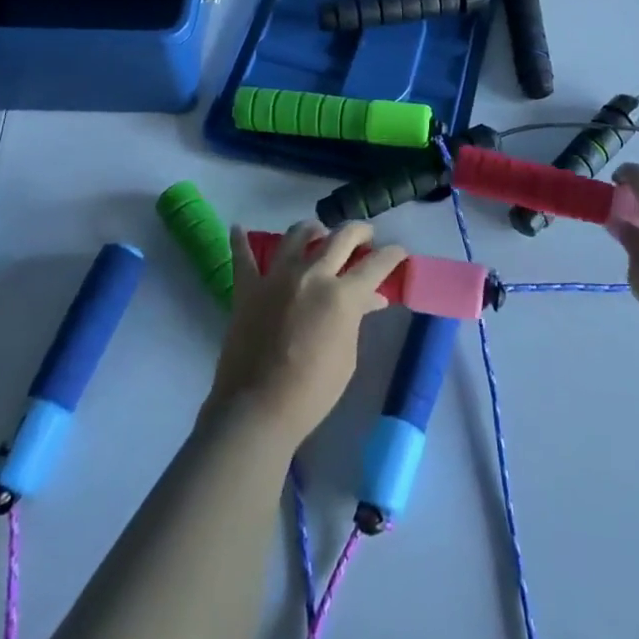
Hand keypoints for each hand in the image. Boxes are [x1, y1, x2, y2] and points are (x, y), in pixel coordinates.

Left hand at [205, 221, 407, 449]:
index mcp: (342, 294)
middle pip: (340, 237)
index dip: (392, 255)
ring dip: (313, 229)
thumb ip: (356, 319)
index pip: (376, 264)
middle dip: (359, 231)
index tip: (399, 251)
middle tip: (366, 236)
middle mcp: (311, 274)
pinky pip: (242, 257)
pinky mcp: (247, 288)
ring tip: (319, 232)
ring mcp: (276, 277)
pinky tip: (238, 228)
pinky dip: (240, 241)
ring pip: (296, 235)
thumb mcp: (348, 356)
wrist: (258, 409)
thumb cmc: (313, 391)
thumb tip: (370, 300)